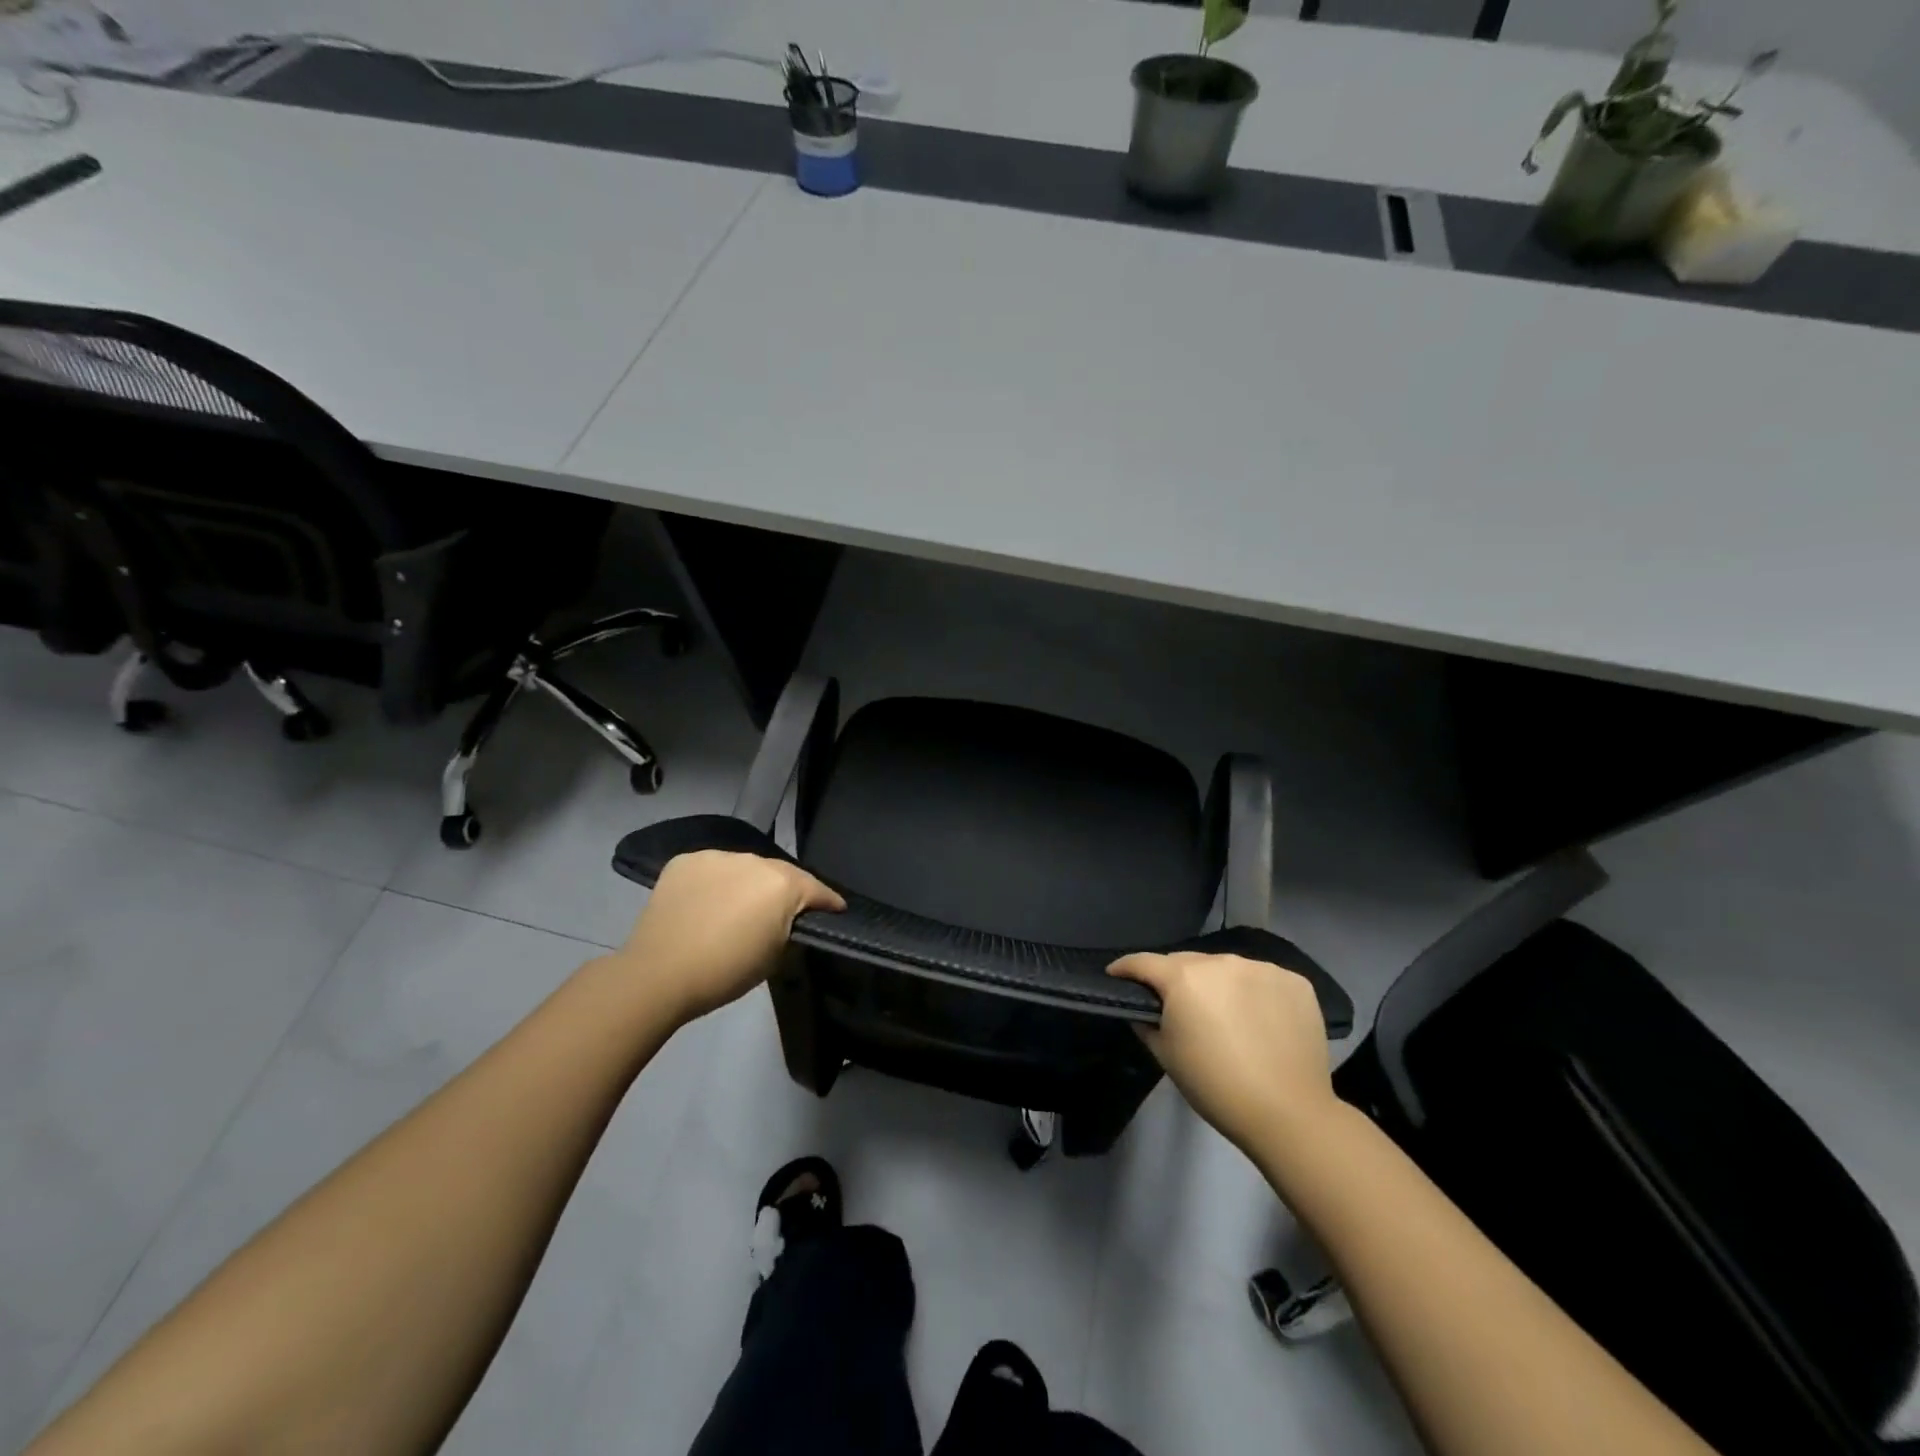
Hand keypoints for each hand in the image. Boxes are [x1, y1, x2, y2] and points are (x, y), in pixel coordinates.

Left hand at [610, 851, 843, 1026]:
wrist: (659, 974)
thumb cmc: (726, 971)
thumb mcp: (775, 955)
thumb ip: (788, 927)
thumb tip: (786, 918)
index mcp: (782, 883)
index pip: (817, 889)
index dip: (829, 901)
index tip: (836, 910)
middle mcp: (753, 860)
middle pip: (779, 873)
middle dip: (786, 891)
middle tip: (782, 913)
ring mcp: (716, 857)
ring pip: (743, 868)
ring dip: (747, 884)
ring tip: (739, 907)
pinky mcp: (684, 861)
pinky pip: (711, 870)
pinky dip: (715, 883)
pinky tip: (707, 904)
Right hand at [1108, 951, 1337, 1152]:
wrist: (1289, 1113)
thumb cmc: (1215, 1086)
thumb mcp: (1166, 1055)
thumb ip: (1147, 1022)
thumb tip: (1145, 1008)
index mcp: (1184, 978)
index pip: (1143, 961)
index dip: (1125, 968)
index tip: (1116, 976)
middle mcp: (1221, 962)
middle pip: (1187, 962)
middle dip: (1176, 978)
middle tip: (1178, 1006)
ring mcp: (1262, 968)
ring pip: (1226, 968)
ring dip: (1217, 984)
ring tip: (1223, 1013)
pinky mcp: (1295, 981)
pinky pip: (1262, 978)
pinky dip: (1254, 992)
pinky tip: (1260, 1019)